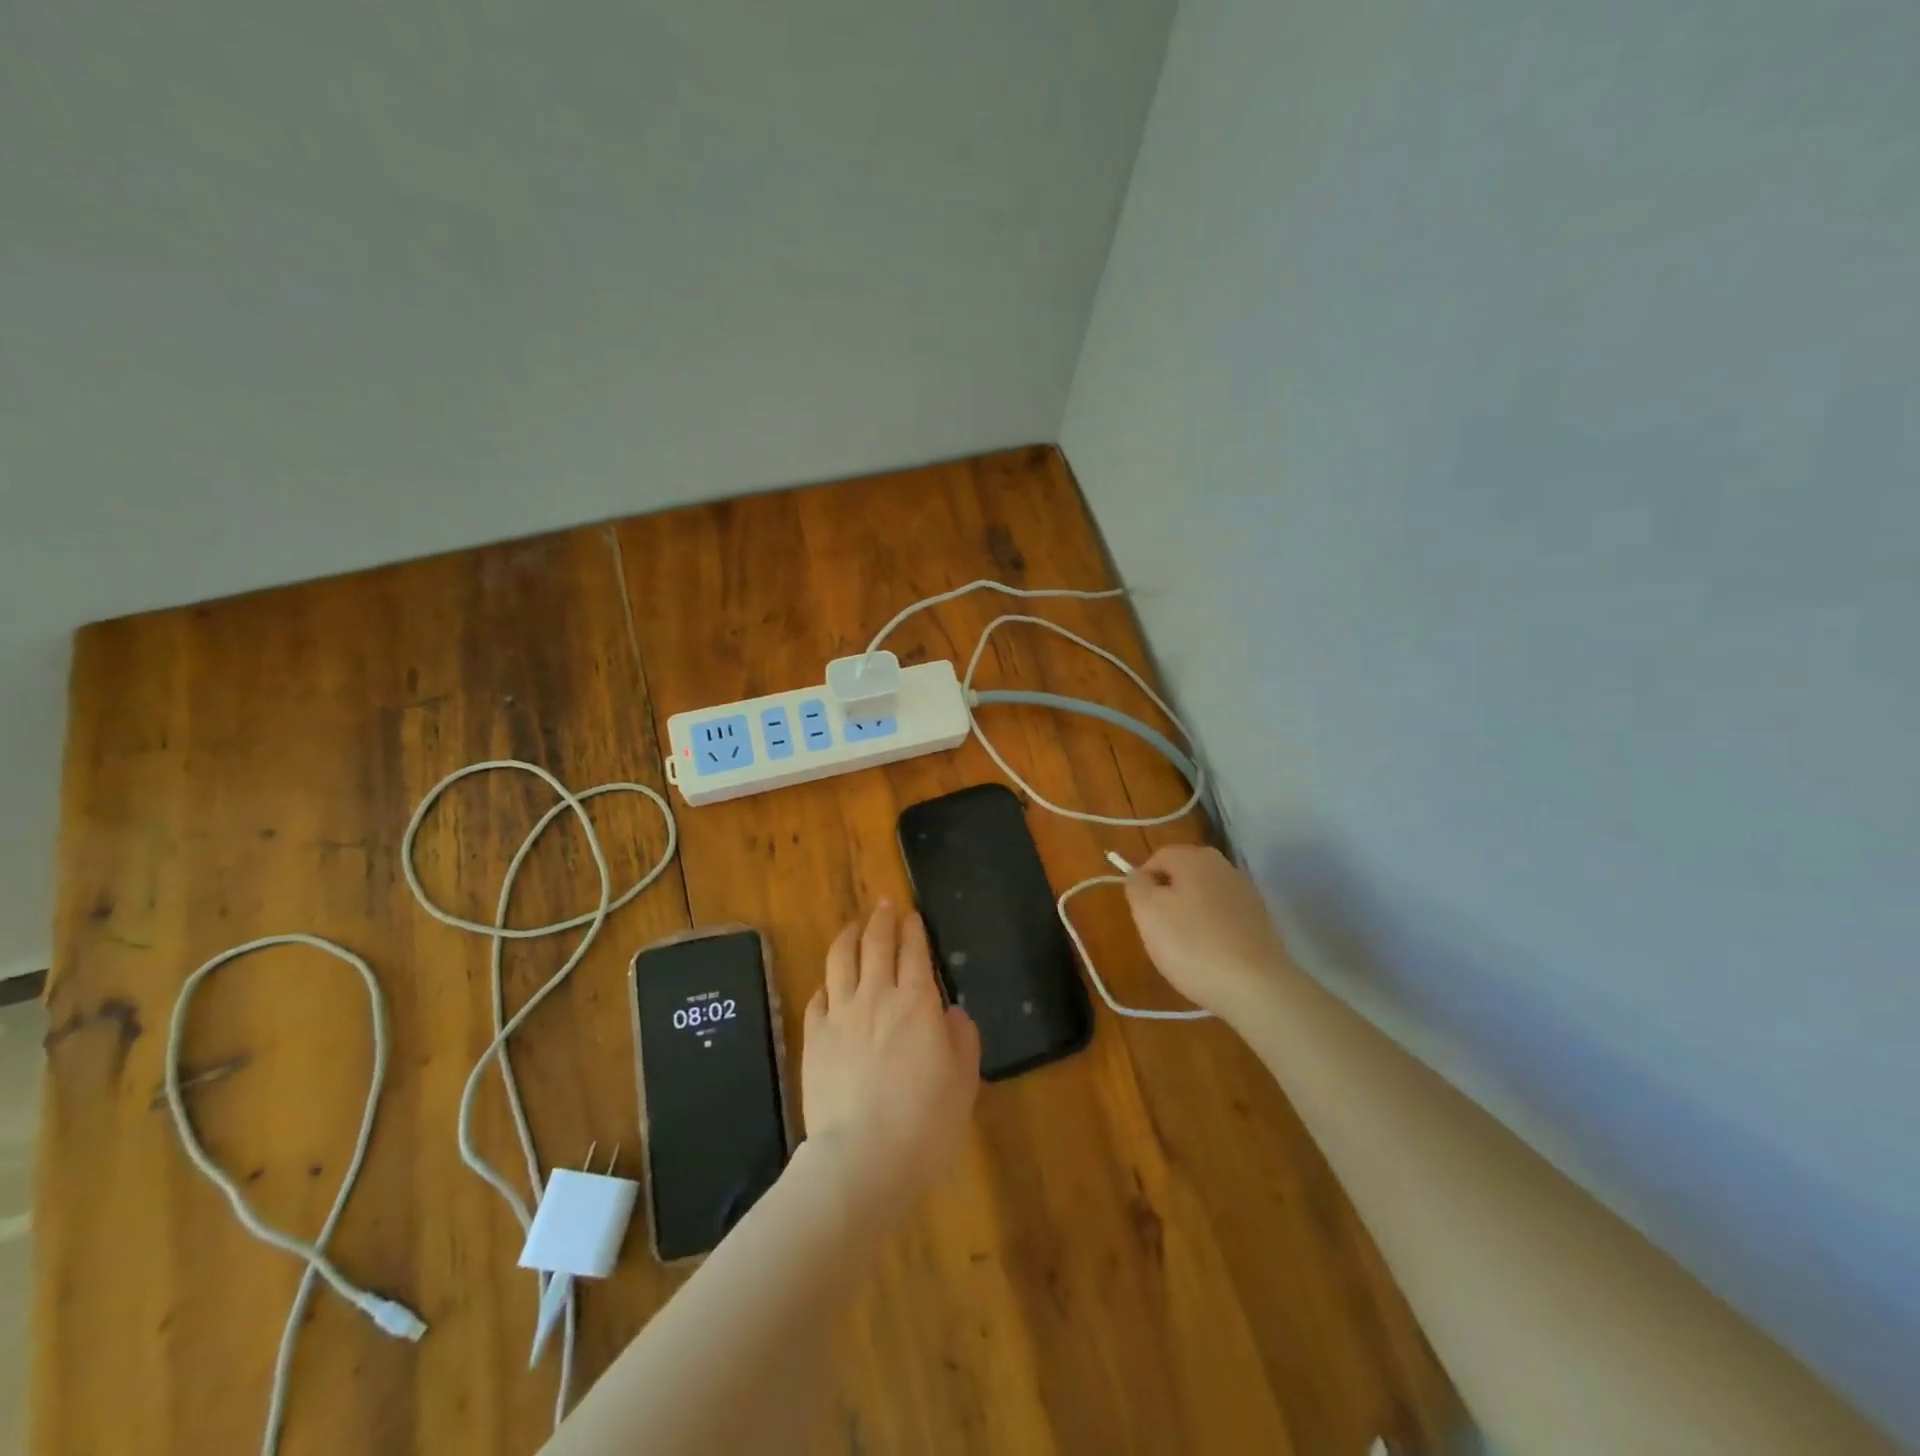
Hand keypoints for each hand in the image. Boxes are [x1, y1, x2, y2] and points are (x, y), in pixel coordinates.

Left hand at [801, 900, 979, 1224]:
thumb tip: (950, 1012)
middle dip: (881, 920)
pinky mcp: (813, 1038)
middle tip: (883, 905)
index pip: (914, 951)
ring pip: (841, 960)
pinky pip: (817, 999)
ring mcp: (840, 1015)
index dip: (913, 929)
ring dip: (848, 937)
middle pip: (876, 944)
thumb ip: (961, 1038)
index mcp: (916, 1002)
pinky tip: (828, 985)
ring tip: (853, 926)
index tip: (911, 915)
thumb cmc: (925, 1122)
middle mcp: (876, 996)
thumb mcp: (964, 1081)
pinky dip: (826, 985)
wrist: (862, 1158)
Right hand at [1123, 845, 1296, 1023]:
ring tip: (1186, 950)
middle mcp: (1224, 866)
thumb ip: (1136, 885)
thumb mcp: (1148, 912)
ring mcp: (1246, 893)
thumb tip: (1140, 876)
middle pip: (1182, 876)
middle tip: (1160, 933)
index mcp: (1195, 857)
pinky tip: (1210, 957)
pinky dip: (1212, 931)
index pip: (1157, 858)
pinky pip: (1223, 918)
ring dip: (1189, 917)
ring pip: (1202, 898)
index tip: (1143, 915)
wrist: (1257, 988)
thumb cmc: (1193, 945)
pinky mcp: (1260, 921)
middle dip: (1166, 901)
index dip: (1143, 884)